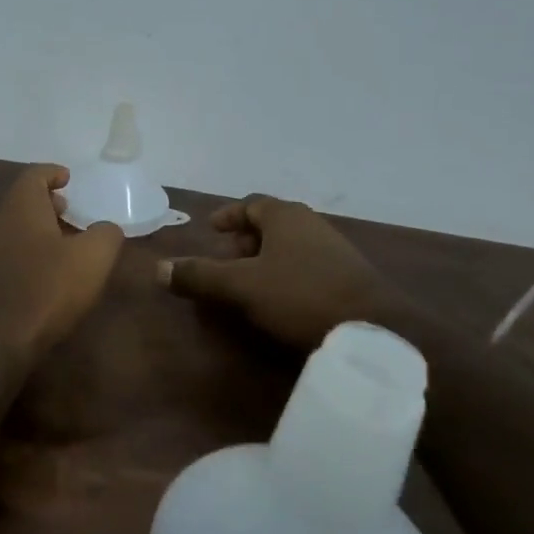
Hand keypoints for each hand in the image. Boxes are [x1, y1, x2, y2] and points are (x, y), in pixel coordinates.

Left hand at [0, 164, 123, 361]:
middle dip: (47, 202)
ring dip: (39, 228)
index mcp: (21, 206)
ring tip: (66, 242)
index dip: (53, 172)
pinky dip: (30, 251)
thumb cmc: (48, 288)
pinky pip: (10, 252)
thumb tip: (107, 228)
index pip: (34, 174)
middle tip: (71, 210)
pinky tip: (48, 272)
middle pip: (22, 200)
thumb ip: (106, 234)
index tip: (69, 178)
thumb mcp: (93, 257)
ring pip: (15, 227)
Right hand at [157, 195, 398, 350]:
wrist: (375, 329)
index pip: (251, 204)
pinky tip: (280, 299)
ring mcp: (334, 249)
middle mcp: (311, 224)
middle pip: (271, 224)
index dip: (227, 215)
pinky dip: (286, 273)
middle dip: (244, 240)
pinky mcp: (349, 275)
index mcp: (285, 216)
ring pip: (290, 246)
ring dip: (265, 259)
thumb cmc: (300, 295)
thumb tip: (159, 268)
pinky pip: (306, 265)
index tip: (210, 229)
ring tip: (248, 284)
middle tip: (225, 261)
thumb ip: (200, 276)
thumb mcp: (241, 286)